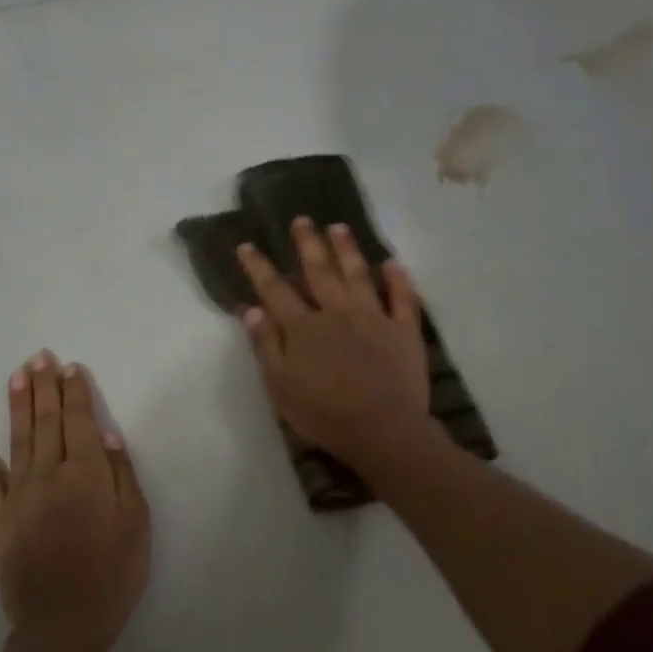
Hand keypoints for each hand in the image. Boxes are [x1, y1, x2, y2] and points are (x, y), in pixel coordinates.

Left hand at [0, 352, 150, 651]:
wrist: (64, 624)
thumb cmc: (113, 574)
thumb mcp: (136, 524)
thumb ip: (122, 477)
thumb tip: (107, 437)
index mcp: (87, 474)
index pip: (80, 422)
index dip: (76, 393)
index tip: (70, 367)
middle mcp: (49, 475)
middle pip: (47, 422)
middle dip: (44, 387)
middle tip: (40, 356)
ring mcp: (18, 496)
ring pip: (17, 440)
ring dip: (17, 405)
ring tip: (17, 375)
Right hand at [236, 218, 431, 469]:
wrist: (382, 431)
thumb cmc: (323, 415)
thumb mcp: (280, 387)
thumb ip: (265, 345)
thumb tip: (251, 308)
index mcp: (304, 328)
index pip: (276, 290)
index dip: (259, 267)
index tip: (247, 245)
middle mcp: (337, 313)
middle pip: (320, 272)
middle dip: (308, 244)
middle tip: (302, 220)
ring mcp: (374, 318)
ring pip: (359, 275)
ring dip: (347, 249)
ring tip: (339, 227)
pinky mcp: (404, 331)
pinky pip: (403, 298)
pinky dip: (398, 279)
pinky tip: (393, 263)